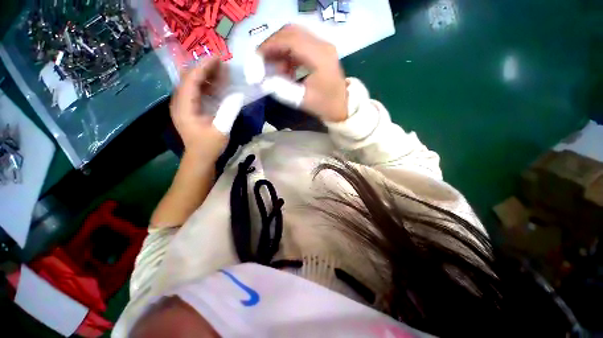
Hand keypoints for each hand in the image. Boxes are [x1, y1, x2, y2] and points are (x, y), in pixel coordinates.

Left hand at [170, 56, 228, 158]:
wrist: (200, 157)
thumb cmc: (209, 146)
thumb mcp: (221, 130)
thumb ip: (228, 111)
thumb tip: (237, 94)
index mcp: (184, 107)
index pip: (191, 80)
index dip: (204, 67)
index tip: (218, 58)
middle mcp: (179, 102)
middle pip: (189, 78)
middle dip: (205, 69)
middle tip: (222, 65)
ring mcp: (183, 105)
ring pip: (191, 83)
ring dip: (206, 76)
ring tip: (222, 72)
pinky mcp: (188, 108)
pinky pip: (195, 91)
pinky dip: (206, 85)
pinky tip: (217, 85)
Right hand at [259, 25, 347, 121]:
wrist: (342, 107)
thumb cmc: (324, 105)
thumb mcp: (302, 100)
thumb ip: (282, 88)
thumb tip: (263, 79)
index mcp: (320, 56)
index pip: (291, 40)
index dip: (271, 45)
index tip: (258, 56)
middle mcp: (323, 45)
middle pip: (292, 32)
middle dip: (274, 44)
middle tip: (263, 59)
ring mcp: (323, 47)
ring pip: (295, 37)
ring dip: (281, 49)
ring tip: (274, 67)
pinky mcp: (321, 51)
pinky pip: (300, 45)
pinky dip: (289, 54)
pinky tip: (286, 69)